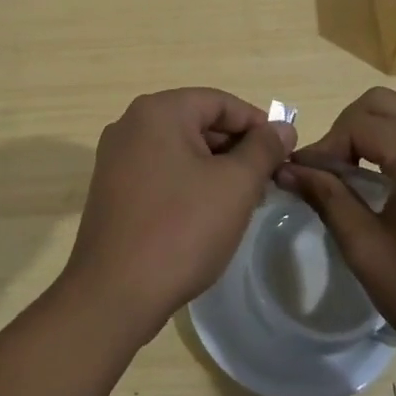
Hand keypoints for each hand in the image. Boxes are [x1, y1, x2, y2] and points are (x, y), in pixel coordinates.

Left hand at [61, 89, 294, 341]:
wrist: (114, 293)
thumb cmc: (181, 229)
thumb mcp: (235, 185)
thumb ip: (263, 149)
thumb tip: (281, 127)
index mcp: (158, 111)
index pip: (220, 102)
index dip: (257, 124)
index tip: (283, 153)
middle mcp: (131, 124)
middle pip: (197, 122)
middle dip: (236, 148)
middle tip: (266, 181)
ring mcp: (116, 157)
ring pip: (180, 149)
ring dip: (214, 168)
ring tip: (242, 201)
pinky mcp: (112, 188)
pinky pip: (160, 171)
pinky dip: (188, 182)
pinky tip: (207, 214)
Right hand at [278, 87, 395, 372]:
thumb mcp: (368, 251)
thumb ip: (327, 199)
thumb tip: (287, 169)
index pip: (359, 124)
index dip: (324, 146)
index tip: (301, 176)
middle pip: (382, 103)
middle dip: (345, 129)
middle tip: (328, 170)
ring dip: (372, 134)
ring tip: (350, 175)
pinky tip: (386, 183)